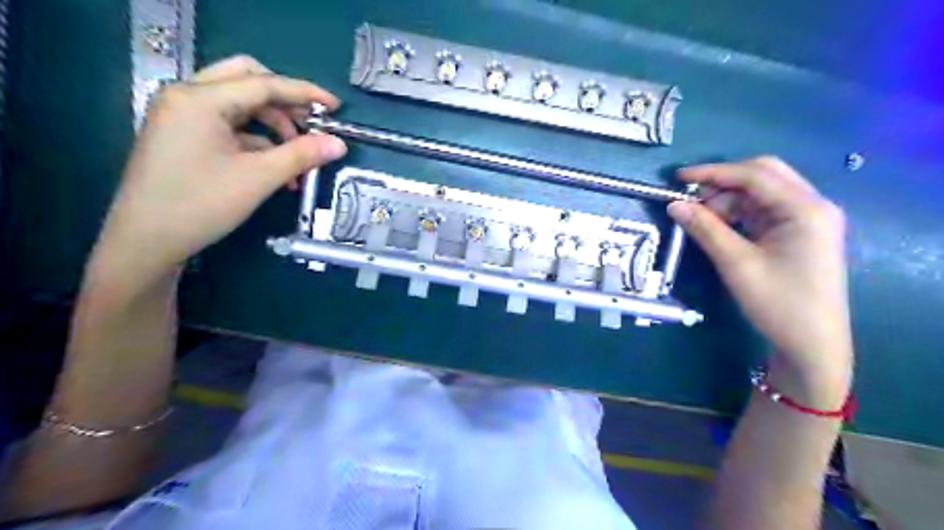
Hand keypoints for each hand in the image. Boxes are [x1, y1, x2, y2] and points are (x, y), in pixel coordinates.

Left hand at [87, 54, 345, 280]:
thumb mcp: (259, 178)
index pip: (263, 84)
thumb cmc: (201, 205)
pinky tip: (276, 166)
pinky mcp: (184, 135)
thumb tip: (339, 144)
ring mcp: (182, 115)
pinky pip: (229, 124)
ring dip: (273, 125)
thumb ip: (302, 155)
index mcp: (201, 99)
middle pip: (247, 81)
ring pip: (240, 104)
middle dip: (285, 102)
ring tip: (298, 157)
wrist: (146, 241)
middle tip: (312, 125)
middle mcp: (187, 96)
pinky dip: (257, 139)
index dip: (305, 93)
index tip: (336, 107)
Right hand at [662, 157, 856, 406]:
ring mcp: (807, 220)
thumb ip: (705, 229)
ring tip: (700, 220)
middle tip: (690, 200)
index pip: (755, 175)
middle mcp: (812, 205)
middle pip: (763, 176)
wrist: (812, 346)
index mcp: (805, 208)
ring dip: (728, 200)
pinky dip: (737, 214)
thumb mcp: (736, 264)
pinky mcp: (798, 234)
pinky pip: (763, 211)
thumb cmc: (779, 304)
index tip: (677, 178)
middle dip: (723, 183)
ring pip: (760, 194)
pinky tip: (718, 227)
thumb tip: (673, 205)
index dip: (713, 172)